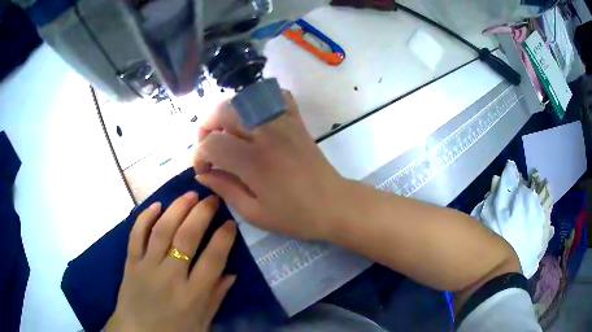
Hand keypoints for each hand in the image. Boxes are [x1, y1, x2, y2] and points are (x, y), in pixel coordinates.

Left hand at [105, 193, 236, 331]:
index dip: (224, 238)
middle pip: (186, 238)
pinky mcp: (130, 263)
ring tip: (190, 194)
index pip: (213, 259)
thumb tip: (232, 273)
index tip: (231, 223)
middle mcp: (170, 277)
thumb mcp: (203, 323)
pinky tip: (156, 205)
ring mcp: (147, 267)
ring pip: (162, 231)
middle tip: (212, 199)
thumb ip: (216, 298)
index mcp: (192, 296)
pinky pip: (136, 235)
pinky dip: (145, 218)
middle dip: (202, 214)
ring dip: (177, 209)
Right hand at [193, 92, 347, 239]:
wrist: (334, 205)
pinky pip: (276, 96)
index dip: (198, 155)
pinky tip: (254, 118)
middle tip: (209, 147)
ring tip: (227, 132)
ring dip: (228, 112)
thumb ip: (225, 189)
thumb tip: (202, 174)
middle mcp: (266, 134)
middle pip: (224, 111)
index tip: (202, 169)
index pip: (212, 144)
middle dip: (206, 126)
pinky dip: (260, 100)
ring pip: (246, 99)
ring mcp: (284, 123)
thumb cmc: (295, 216)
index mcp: (254, 162)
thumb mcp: (254, 213)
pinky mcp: (296, 121)